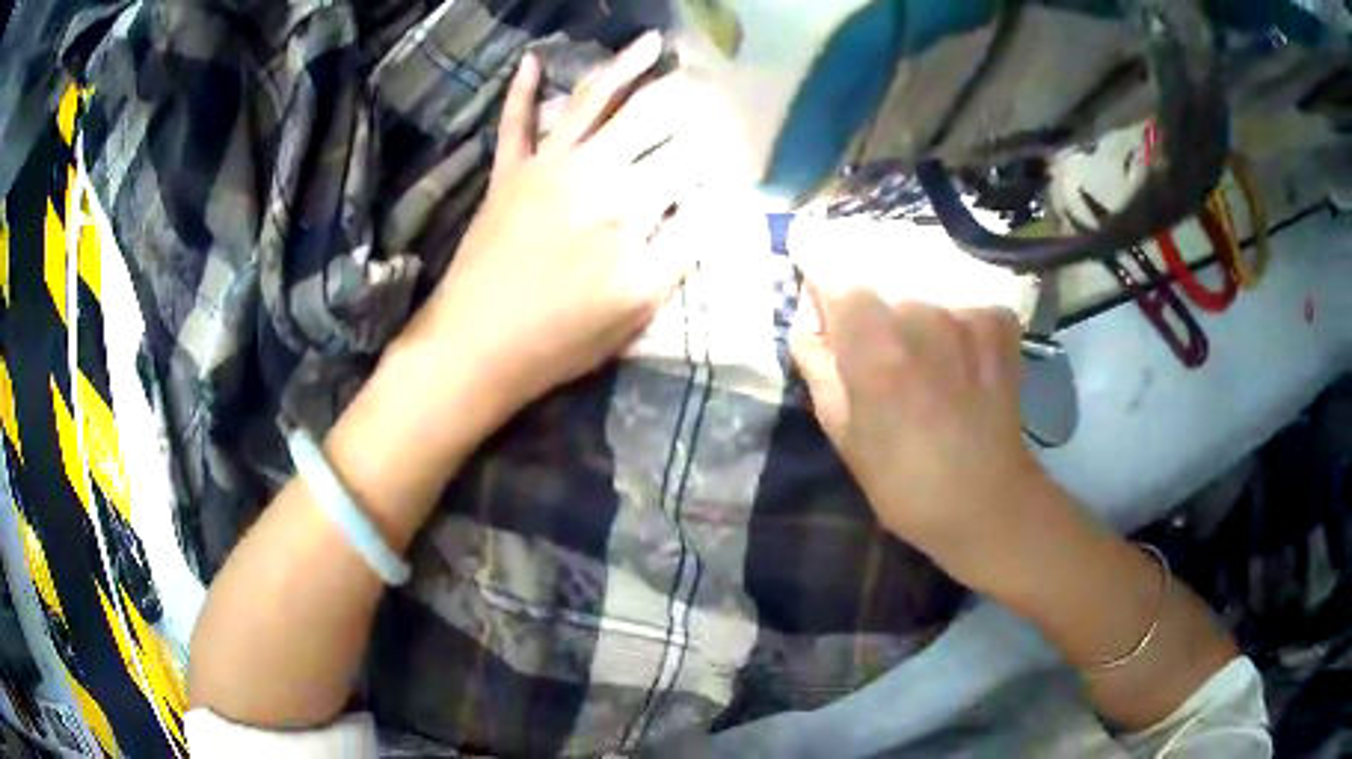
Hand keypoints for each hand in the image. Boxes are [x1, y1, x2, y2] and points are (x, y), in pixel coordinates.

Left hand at [404, 32, 708, 419]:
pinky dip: (520, 92)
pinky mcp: (507, 175)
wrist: (475, 347)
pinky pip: (514, 123)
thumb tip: (722, 201)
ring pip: (592, 101)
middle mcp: (594, 168)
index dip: (720, 148)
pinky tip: (529, 62)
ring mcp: (546, 165)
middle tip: (710, 77)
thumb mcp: (640, 306)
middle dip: (685, 93)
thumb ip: (684, 246)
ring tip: (652, 41)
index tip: (739, 141)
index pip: (691, 159)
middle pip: (650, 115)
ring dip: (624, 66)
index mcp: (632, 204)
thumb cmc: (561, 337)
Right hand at [790, 275, 1047, 578]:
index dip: (816, 263)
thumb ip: (817, 360)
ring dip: (914, 310)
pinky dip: (954, 322)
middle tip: (877, 340)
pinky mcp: (998, 320)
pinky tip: (961, 359)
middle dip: (868, 297)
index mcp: (871, 341)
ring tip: (924, 354)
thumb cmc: (900, 479)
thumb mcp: (840, 428)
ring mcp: (965, 312)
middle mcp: (919, 310)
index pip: (829, 264)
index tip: (811, 266)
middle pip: (877, 274)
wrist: (984, 501)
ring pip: (921, 287)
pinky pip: (960, 302)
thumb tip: (808, 315)